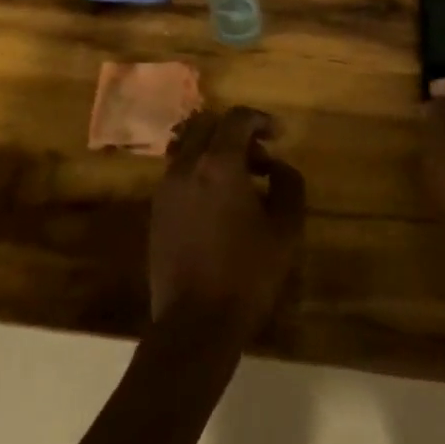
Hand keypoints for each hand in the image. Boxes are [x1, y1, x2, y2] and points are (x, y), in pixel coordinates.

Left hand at [150, 107, 304, 340]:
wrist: (195, 325)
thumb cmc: (246, 274)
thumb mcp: (285, 229)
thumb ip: (288, 185)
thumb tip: (277, 167)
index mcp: (218, 164)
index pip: (237, 118)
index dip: (261, 119)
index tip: (279, 135)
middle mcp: (186, 166)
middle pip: (206, 124)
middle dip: (235, 130)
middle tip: (259, 156)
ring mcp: (166, 188)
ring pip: (188, 147)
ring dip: (214, 150)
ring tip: (240, 180)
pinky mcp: (156, 210)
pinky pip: (178, 172)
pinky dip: (199, 171)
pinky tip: (218, 202)